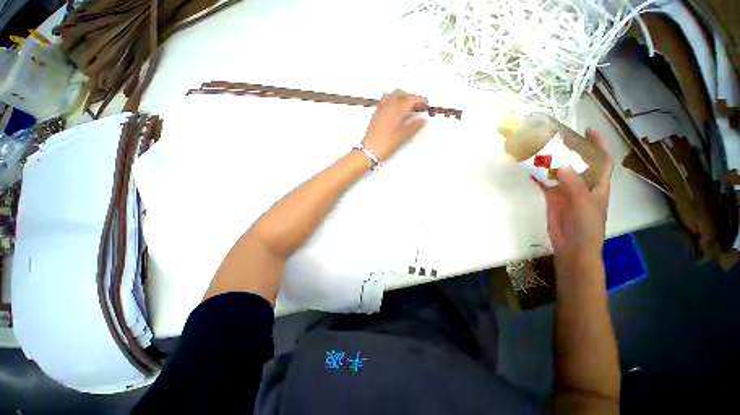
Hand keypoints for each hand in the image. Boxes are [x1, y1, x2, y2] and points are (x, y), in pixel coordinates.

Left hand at [361, 89, 427, 160]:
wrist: (370, 149)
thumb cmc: (387, 142)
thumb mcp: (403, 135)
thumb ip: (415, 126)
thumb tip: (424, 120)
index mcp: (398, 108)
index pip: (411, 99)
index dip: (420, 100)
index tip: (426, 104)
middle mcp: (389, 104)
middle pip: (401, 93)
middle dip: (411, 97)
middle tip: (417, 106)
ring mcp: (381, 108)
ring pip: (392, 95)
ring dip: (400, 97)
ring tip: (406, 107)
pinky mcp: (376, 113)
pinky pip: (385, 101)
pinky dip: (392, 101)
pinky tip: (395, 110)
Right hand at [535, 129, 613, 263]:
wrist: (573, 246)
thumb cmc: (587, 226)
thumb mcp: (584, 204)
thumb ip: (574, 185)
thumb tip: (560, 166)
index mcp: (598, 184)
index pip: (602, 160)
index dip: (598, 144)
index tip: (588, 131)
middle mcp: (583, 184)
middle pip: (578, 162)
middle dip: (570, 150)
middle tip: (556, 139)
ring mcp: (566, 191)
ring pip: (559, 172)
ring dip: (551, 163)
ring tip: (540, 151)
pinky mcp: (553, 198)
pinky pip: (545, 183)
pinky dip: (538, 177)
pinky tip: (530, 170)